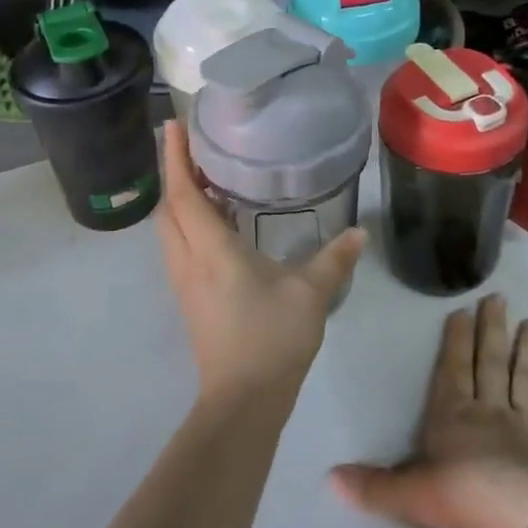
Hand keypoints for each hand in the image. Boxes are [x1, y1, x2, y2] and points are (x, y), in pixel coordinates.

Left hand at [156, 121, 365, 405]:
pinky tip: (216, 222)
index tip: (171, 125)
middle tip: (192, 146)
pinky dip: (188, 222)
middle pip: (167, 207)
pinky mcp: (189, 298)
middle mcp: (188, 260)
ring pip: (169, 228)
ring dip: (179, 198)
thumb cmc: (271, 339)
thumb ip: (334, 259)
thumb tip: (359, 233)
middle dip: (173, 172)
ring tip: (205, 177)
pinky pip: (179, 246)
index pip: (182, 193)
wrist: (242, 401)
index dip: (174, 158)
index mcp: (210, 250)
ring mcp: (184, 282)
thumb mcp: (310, 294)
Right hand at [332, 295, 527, 527]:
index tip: (462, 309)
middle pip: (491, 364)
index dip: (455, 340)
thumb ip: (374, 486)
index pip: (452, 369)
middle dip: (492, 331)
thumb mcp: (411, 495)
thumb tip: (330, 478)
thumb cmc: (467, 499)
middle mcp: (492, 412)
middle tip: (500, 298)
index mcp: (454, 415)